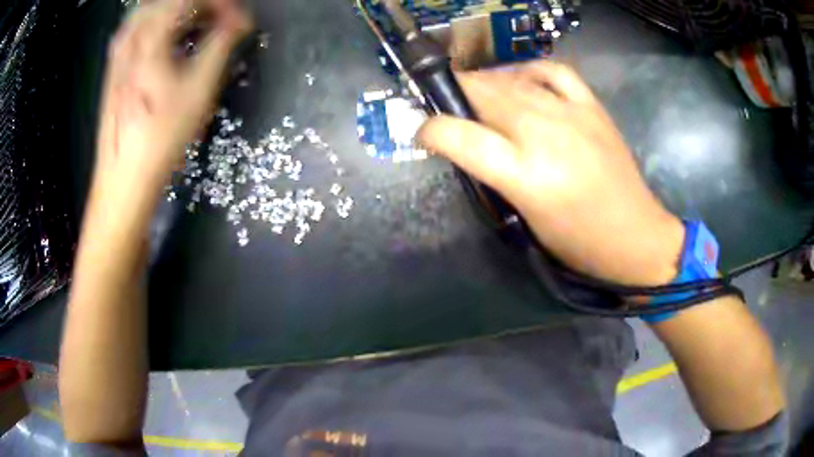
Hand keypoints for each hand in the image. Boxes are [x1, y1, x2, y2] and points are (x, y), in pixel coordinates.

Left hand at [95, 0, 250, 193]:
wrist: (123, 180)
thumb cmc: (161, 138)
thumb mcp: (198, 90)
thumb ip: (221, 46)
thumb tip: (241, 23)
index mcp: (150, 39)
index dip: (220, 4)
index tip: (239, 20)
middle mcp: (131, 39)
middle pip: (167, 1)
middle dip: (199, 5)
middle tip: (219, 18)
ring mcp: (119, 53)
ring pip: (149, 12)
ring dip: (177, 11)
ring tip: (197, 22)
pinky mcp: (114, 69)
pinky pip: (136, 28)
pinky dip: (157, 23)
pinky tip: (166, 36)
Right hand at [418, 62, 684, 285]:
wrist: (635, 236)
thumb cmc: (578, 242)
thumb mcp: (526, 219)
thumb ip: (493, 177)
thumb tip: (466, 145)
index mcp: (525, 177)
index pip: (459, 137)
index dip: (430, 130)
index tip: (422, 133)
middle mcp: (545, 136)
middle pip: (483, 95)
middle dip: (454, 96)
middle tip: (447, 107)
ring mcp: (572, 115)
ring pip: (512, 80)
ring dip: (485, 84)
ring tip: (478, 96)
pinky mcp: (592, 107)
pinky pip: (553, 71)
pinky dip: (529, 70)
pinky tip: (521, 81)